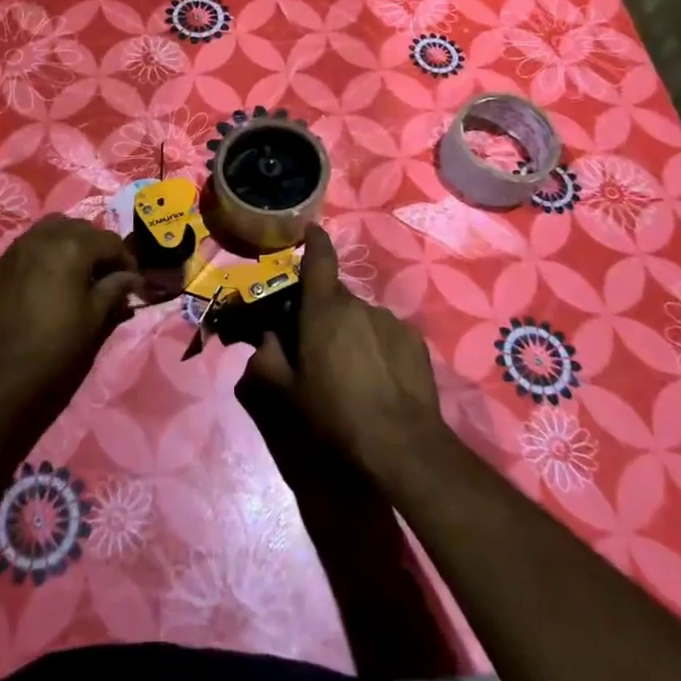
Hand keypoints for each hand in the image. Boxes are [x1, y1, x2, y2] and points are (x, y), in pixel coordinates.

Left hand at [0, 216, 142, 410]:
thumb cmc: (53, 346)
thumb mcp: (93, 319)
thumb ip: (114, 289)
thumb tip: (133, 278)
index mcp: (72, 247)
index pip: (110, 240)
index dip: (126, 259)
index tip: (131, 281)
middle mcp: (45, 236)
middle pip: (81, 228)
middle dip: (98, 246)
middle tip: (106, 274)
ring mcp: (20, 245)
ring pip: (54, 227)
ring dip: (71, 241)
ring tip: (78, 270)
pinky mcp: (2, 260)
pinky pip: (32, 240)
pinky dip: (48, 248)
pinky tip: (51, 275)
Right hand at [243, 226, 450, 486]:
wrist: (402, 450)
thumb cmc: (334, 417)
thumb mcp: (284, 394)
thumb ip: (265, 359)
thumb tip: (266, 340)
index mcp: (324, 309)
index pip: (319, 258)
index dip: (313, 240)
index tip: (309, 231)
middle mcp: (359, 305)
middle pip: (335, 295)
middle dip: (322, 311)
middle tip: (314, 345)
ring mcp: (391, 322)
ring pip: (361, 317)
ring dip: (351, 332)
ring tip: (349, 371)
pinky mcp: (415, 343)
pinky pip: (386, 335)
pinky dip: (377, 348)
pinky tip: (378, 381)